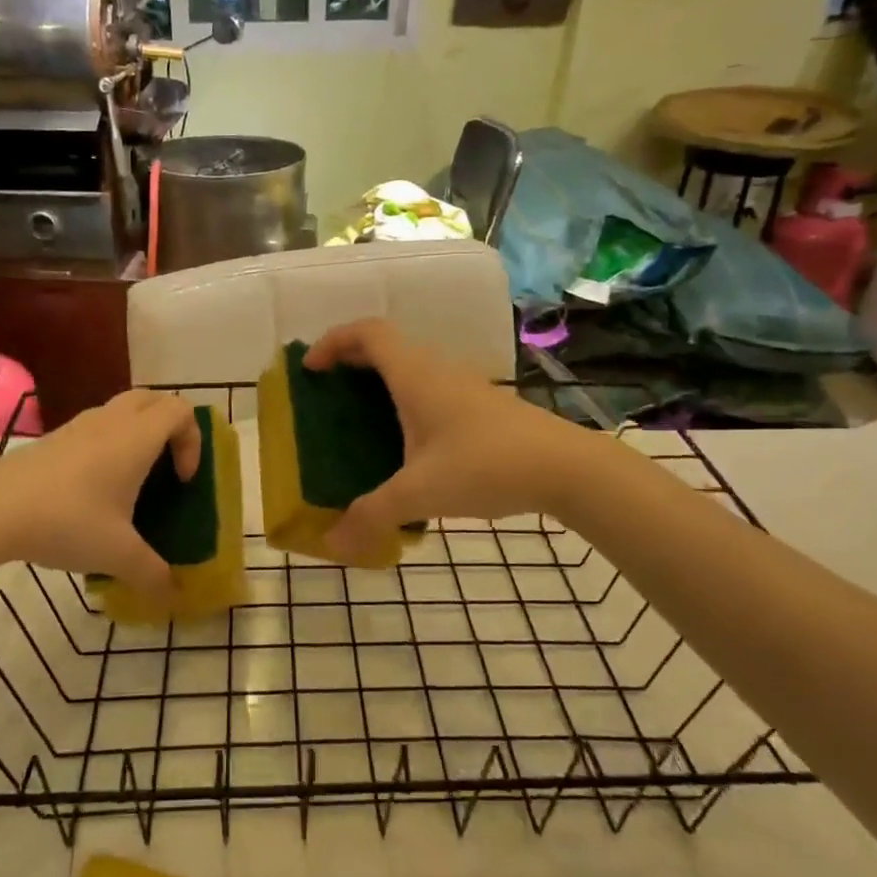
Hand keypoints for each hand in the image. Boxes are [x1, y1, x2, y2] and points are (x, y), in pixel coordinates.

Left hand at [0, 390, 200, 609]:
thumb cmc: (67, 521)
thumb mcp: (117, 554)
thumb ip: (152, 573)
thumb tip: (174, 594)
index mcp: (136, 438)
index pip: (180, 410)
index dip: (193, 440)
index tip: (182, 480)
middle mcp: (111, 421)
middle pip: (152, 399)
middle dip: (170, 426)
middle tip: (167, 465)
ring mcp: (78, 425)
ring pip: (121, 409)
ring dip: (137, 432)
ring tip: (132, 478)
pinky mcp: (53, 438)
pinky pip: (95, 426)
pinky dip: (109, 442)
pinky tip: (94, 488)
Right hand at [305, 319, 584, 560]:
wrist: (566, 468)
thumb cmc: (486, 465)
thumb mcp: (420, 494)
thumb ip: (372, 516)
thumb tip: (333, 544)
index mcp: (415, 376)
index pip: (368, 332)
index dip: (333, 341)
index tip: (310, 368)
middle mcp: (437, 371)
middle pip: (386, 347)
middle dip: (350, 363)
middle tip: (326, 395)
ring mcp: (463, 387)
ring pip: (410, 370)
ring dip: (379, 384)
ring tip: (358, 421)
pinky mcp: (481, 408)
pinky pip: (430, 391)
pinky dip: (405, 404)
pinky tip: (405, 446)